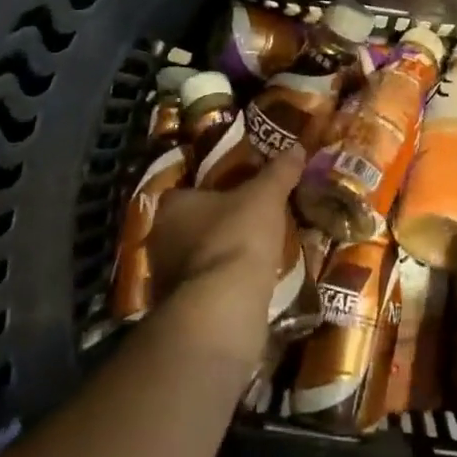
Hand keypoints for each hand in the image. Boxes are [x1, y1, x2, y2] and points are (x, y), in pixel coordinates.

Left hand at [148, 146, 304, 367]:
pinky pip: (203, 288)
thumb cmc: (238, 238)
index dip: (215, 191)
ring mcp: (164, 278)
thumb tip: (296, 146)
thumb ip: (279, 172)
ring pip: (195, 259)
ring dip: (218, 258)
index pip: (190, 190)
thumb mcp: (266, 197)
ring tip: (252, 257)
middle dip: (216, 226)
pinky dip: (220, 287)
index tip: (239, 195)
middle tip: (249, 224)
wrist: (223, 307)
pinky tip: (245, 287)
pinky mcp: (177, 309)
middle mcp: (160, 238)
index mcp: (172, 205)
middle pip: (190, 225)